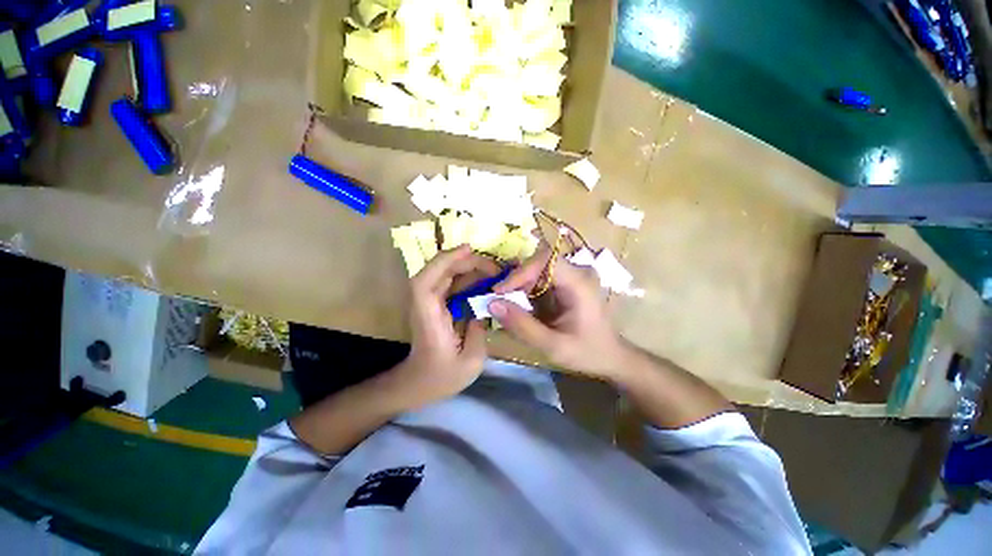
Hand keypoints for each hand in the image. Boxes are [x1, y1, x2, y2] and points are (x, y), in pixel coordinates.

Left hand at [393, 245, 500, 406]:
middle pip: (438, 271)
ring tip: (494, 271)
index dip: (445, 261)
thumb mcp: (471, 361)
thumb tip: (487, 305)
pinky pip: (450, 283)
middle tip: (495, 267)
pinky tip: (483, 279)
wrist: (418, 384)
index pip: (426, 282)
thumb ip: (480, 329)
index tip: (469, 250)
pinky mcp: (436, 304)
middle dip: (467, 262)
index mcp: (429, 319)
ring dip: (468, 267)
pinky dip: (466, 277)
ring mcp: (429, 302)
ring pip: (445, 274)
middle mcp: (424, 305)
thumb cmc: (441, 378)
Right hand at [489, 249, 629, 380]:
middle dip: (517, 280)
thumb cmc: (587, 352)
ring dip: (520, 286)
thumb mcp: (553, 346)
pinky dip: (527, 290)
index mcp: (579, 283)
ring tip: (508, 306)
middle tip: (500, 301)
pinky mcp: (567, 281)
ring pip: (537, 269)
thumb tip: (492, 303)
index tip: (500, 292)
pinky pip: (541, 278)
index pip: (545, 260)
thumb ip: (522, 326)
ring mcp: (573, 275)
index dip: (520, 272)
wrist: (610, 356)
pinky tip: (521, 306)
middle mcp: (577, 271)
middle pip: (539, 262)